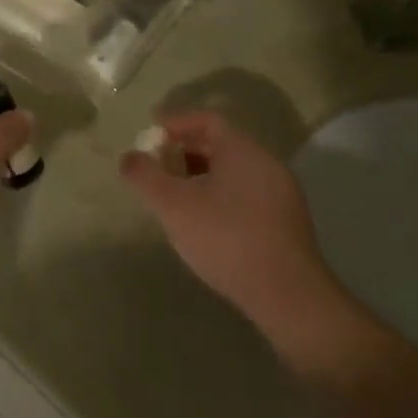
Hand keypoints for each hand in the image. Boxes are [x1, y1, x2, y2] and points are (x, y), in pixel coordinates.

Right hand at [119, 112, 344, 344]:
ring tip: (176, 195)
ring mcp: (281, 194)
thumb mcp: (173, 206)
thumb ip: (145, 176)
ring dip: (201, 174)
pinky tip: (204, 221)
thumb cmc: (227, 239)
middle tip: (157, 164)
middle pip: (221, 144)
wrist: (288, 297)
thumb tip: (129, 157)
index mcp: (243, 150)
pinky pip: (246, 194)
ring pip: (234, 171)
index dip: (175, 122)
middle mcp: (267, 163)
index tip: (150, 132)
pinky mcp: (287, 223)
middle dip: (185, 150)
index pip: (207, 120)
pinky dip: (220, 195)